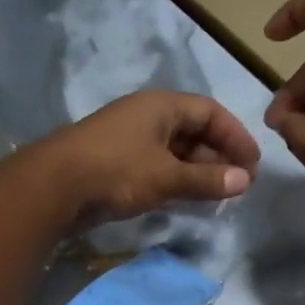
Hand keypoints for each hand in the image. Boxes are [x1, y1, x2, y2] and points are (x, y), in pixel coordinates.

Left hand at [30, 90, 259, 224]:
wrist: (52, 186)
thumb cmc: (115, 171)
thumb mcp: (166, 176)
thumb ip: (207, 179)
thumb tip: (245, 181)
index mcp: (161, 106)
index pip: (210, 112)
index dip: (236, 136)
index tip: (253, 164)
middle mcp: (146, 116)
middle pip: (193, 130)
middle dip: (219, 155)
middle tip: (239, 183)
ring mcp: (128, 139)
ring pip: (174, 150)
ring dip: (198, 170)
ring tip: (218, 194)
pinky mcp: (115, 162)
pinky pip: (156, 165)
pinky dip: (176, 179)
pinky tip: (186, 198)